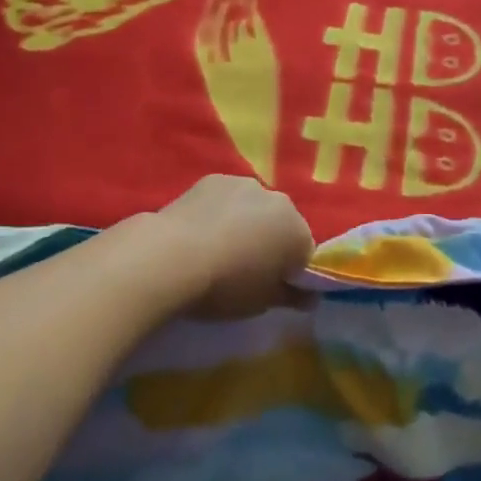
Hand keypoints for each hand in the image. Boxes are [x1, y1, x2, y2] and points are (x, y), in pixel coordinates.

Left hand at [155, 175, 314, 318]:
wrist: (172, 256)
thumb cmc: (225, 286)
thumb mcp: (261, 303)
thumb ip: (290, 297)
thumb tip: (309, 297)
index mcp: (297, 231)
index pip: (305, 253)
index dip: (290, 271)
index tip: (270, 285)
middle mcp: (278, 200)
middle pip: (281, 224)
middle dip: (270, 242)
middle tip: (245, 269)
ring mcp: (245, 184)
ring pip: (254, 207)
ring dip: (246, 223)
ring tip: (218, 249)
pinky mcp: (214, 178)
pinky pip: (226, 198)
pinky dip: (220, 211)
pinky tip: (200, 231)